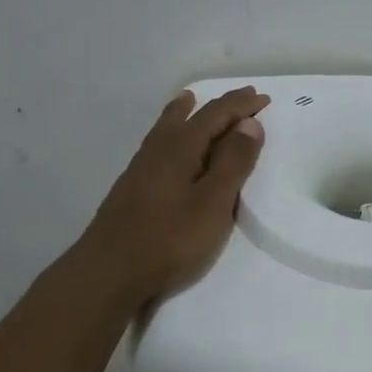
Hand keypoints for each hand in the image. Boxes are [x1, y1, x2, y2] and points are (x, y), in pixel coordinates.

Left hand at [78, 86, 269, 306]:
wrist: (108, 273)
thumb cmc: (169, 240)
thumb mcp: (213, 203)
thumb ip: (233, 163)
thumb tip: (249, 123)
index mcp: (179, 148)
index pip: (214, 115)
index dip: (240, 106)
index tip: (263, 98)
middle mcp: (157, 150)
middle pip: (187, 117)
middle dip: (217, 107)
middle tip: (239, 99)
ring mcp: (139, 170)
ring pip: (165, 129)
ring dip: (183, 113)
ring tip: (188, 101)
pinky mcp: (131, 189)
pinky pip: (156, 146)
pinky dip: (169, 134)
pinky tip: (165, 148)